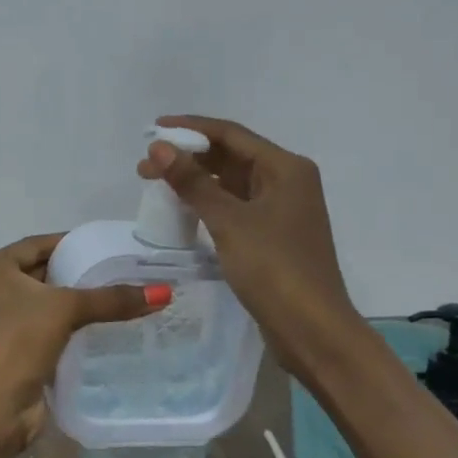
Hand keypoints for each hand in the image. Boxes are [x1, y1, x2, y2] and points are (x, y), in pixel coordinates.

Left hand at [0, 233, 165, 457]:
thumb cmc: (15, 342)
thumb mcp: (64, 310)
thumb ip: (111, 299)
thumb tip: (164, 292)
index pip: (41, 244)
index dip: (76, 243)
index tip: (114, 245)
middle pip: (46, 273)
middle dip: (83, 274)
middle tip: (128, 271)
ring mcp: (4, 323)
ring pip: (51, 305)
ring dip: (82, 304)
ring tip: (128, 297)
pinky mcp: (18, 352)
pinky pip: (53, 331)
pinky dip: (76, 329)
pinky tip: (110, 328)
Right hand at [137, 115, 366, 382]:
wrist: (311, 329)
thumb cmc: (274, 268)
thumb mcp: (229, 222)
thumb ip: (193, 182)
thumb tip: (159, 147)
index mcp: (286, 168)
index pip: (231, 135)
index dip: (191, 129)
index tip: (153, 128)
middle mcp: (288, 181)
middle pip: (232, 157)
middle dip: (189, 157)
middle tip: (145, 167)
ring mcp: (282, 210)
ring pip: (233, 184)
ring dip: (197, 181)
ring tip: (156, 185)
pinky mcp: (273, 236)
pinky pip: (236, 208)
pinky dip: (209, 204)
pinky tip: (183, 210)